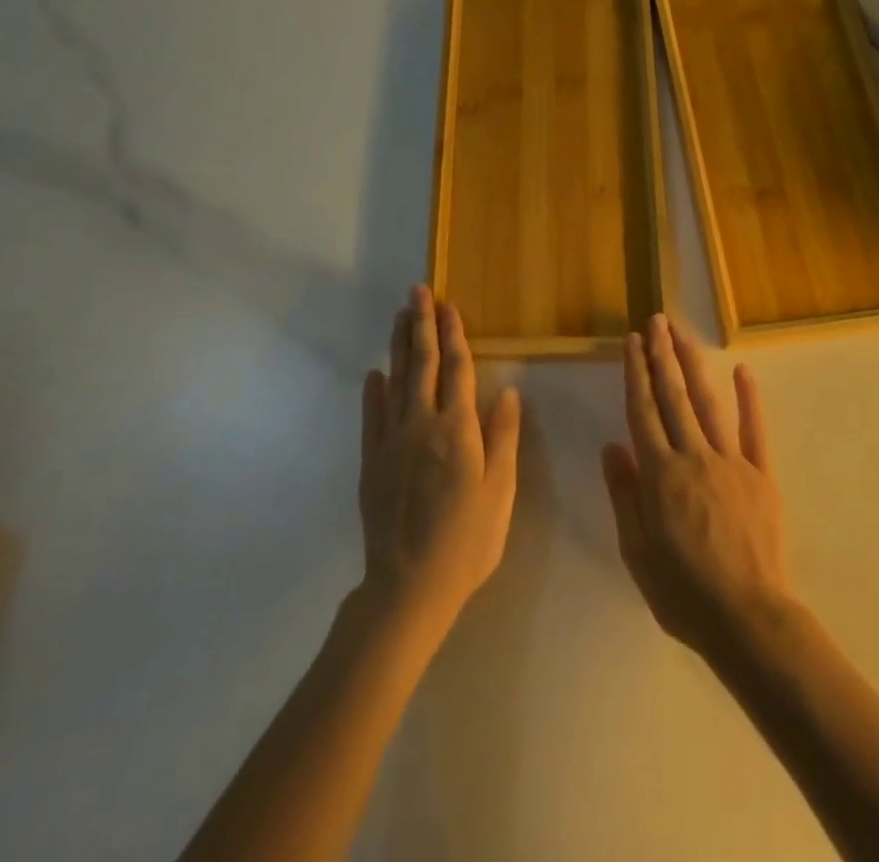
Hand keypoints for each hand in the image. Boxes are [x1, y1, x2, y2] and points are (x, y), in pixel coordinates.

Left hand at [357, 286, 520, 645]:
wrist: (408, 586)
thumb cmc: (467, 541)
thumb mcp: (499, 492)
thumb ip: (502, 439)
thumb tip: (507, 392)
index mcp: (458, 430)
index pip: (457, 369)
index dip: (454, 335)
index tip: (449, 305)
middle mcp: (422, 425)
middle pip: (422, 364)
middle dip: (422, 325)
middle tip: (418, 292)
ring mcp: (391, 441)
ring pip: (395, 381)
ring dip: (399, 346)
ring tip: (400, 317)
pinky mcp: (371, 461)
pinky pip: (372, 416)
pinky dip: (373, 390)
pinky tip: (375, 373)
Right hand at [601, 314, 792, 664]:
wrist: (748, 619)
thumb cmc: (683, 592)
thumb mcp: (637, 552)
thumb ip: (625, 495)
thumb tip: (612, 446)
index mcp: (660, 474)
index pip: (643, 411)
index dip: (636, 373)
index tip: (632, 341)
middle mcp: (694, 456)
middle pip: (673, 396)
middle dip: (662, 355)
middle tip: (655, 320)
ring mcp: (731, 462)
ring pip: (708, 403)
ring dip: (693, 365)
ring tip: (682, 333)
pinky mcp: (761, 475)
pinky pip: (754, 431)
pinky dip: (749, 399)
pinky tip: (743, 371)